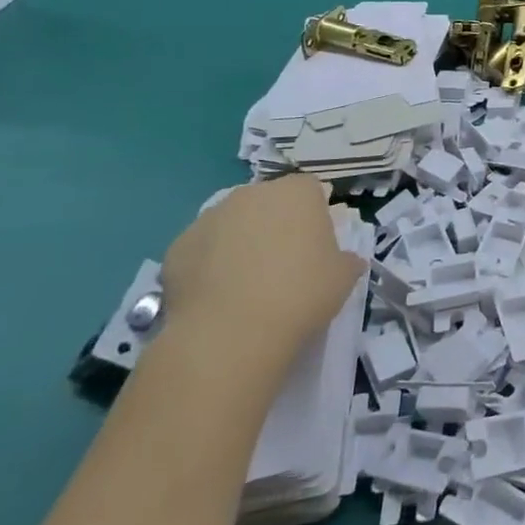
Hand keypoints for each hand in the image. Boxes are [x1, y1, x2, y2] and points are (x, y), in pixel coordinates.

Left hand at [160, 175, 364, 363]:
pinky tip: (218, 297)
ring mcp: (209, 217)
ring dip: (240, 242)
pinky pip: (202, 250)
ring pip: (232, 224)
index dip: (315, 215)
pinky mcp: (177, 247)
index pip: (311, 190)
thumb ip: (346, 260)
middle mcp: (252, 193)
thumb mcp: (344, 278)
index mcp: (297, 192)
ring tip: (246, 284)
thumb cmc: (300, 294)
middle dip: (275, 224)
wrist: (230, 333)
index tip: (316, 245)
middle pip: (268, 202)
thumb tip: (345, 260)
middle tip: (283, 263)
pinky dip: (209, 265)